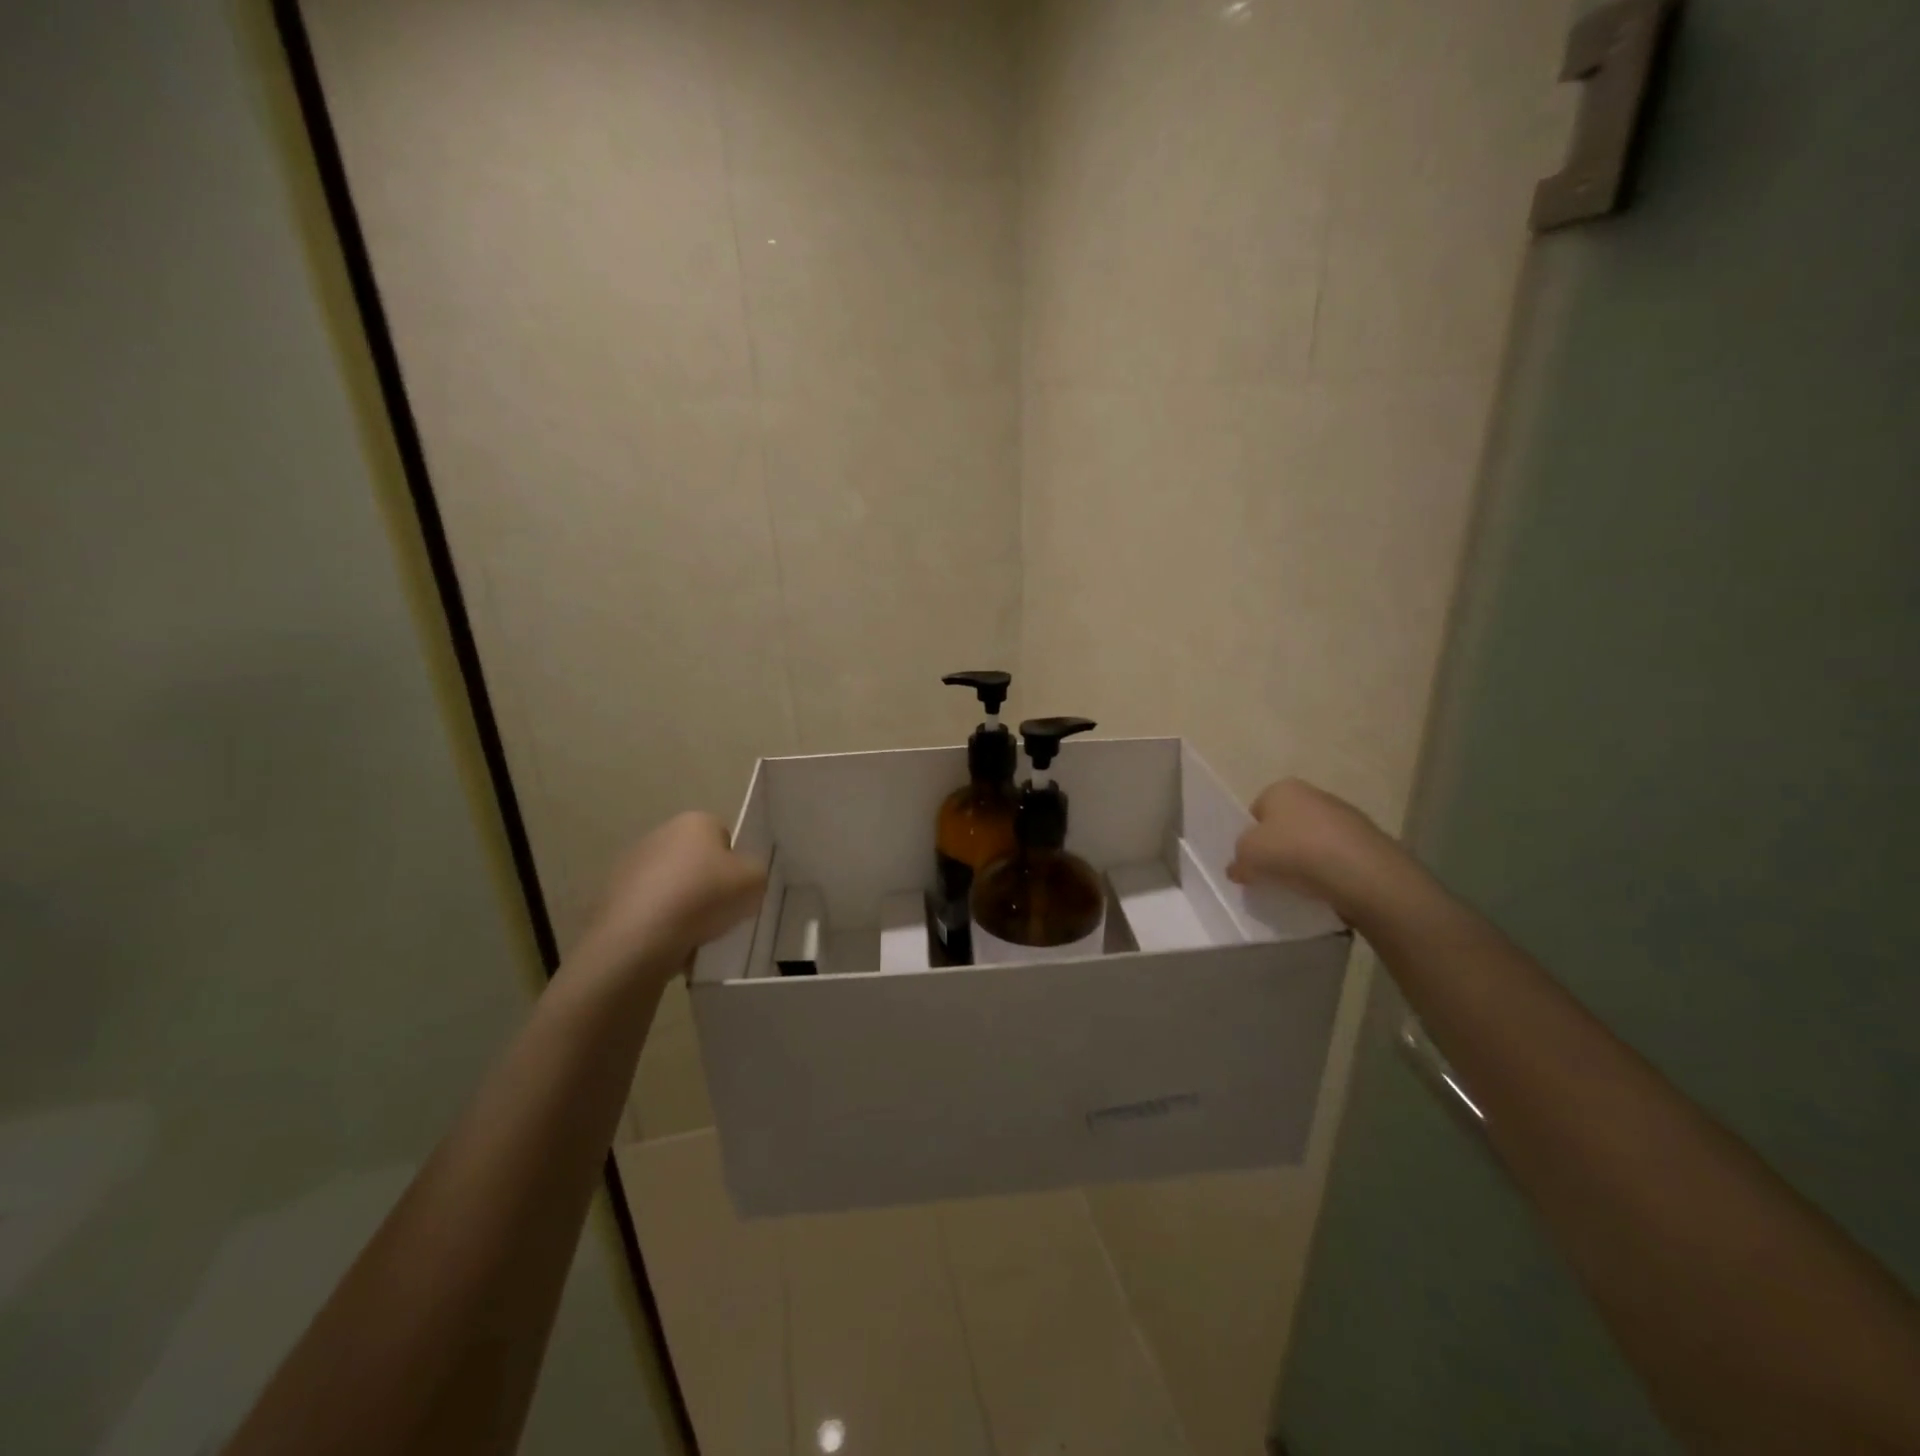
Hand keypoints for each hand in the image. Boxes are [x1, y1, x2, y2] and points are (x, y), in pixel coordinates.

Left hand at [576, 812, 766, 983]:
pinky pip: (649, 909)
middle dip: (707, 883)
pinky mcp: (612, 897)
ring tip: (694, 935)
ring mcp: (631, 865)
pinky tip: (669, 944)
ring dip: (682, 905)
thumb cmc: (704, 897)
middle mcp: (660, 834)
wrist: (640, 938)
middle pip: (696, 860)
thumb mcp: (755, 882)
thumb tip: (742, 878)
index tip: (737, 889)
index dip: (735, 864)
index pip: (724, 836)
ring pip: (671, 885)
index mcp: (695, 821)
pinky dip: (660, 924)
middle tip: (720, 912)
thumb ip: (755, 873)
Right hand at [1227, 778, 1395, 920]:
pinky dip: (1330, 871)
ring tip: (1301, 887)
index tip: (1252, 861)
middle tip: (1273, 875)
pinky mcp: (1368, 841)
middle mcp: (1314, 794)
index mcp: (1282, 789)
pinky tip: (1326, 889)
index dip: (1251, 837)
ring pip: (1313, 841)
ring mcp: (1346, 816)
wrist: (1361, 873)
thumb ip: (1237, 860)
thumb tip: (1238, 868)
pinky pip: (1337, 857)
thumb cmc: (1294, 852)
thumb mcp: (1247, 856)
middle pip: (1286, 825)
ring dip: (1306, 860)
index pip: (1256, 811)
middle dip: (1279, 847)